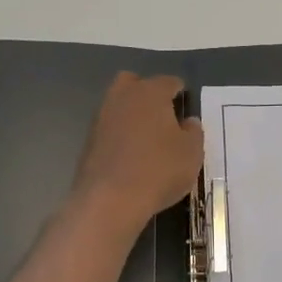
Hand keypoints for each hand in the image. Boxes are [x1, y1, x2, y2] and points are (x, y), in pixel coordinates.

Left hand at [72, 73, 203, 227]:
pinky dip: (120, 135)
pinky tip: (132, 155)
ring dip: (132, 115)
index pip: (169, 82)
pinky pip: (109, 129)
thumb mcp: (192, 152)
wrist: (111, 200)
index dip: (180, 92)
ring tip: (148, 137)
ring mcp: (101, 118)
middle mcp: (122, 97)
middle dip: (147, 92)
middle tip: (162, 114)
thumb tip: (188, 122)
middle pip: (133, 83)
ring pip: (118, 105)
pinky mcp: (88, 141)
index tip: (185, 105)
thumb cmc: (160, 169)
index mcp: (150, 92)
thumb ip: (193, 132)